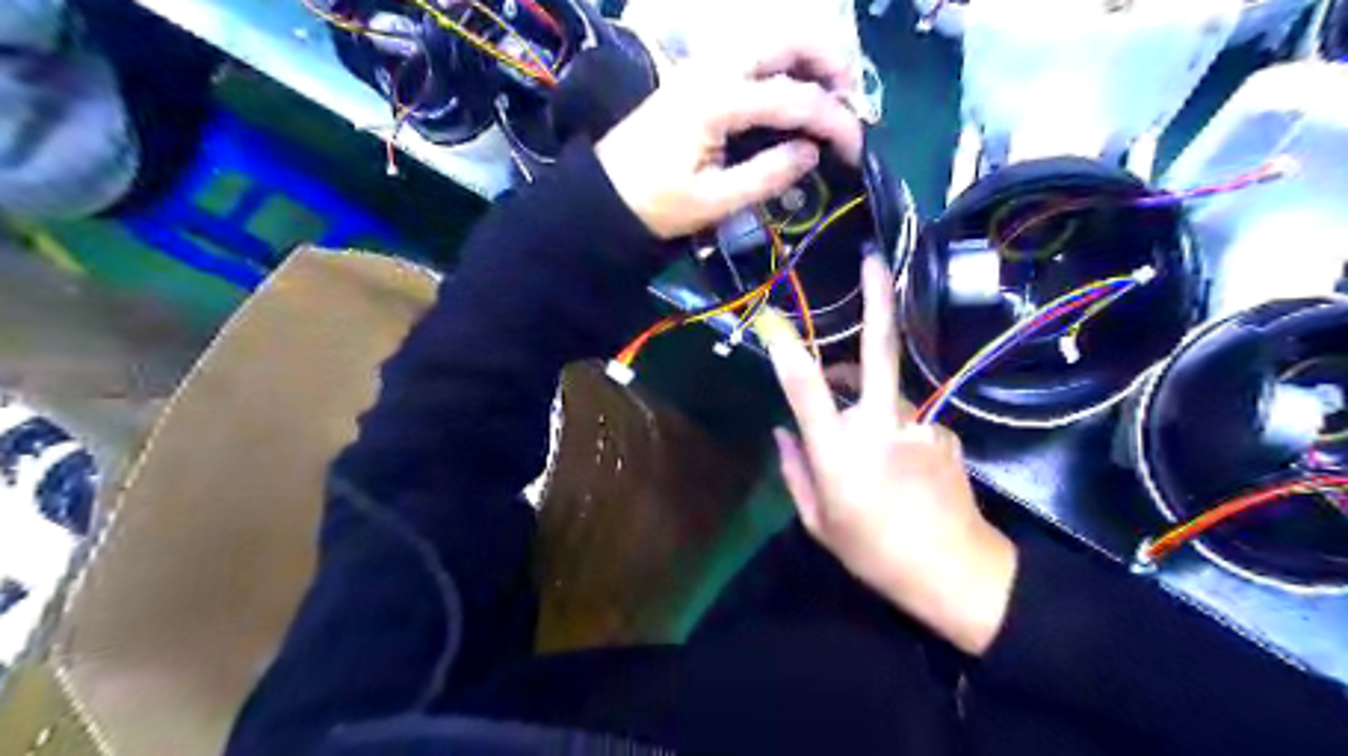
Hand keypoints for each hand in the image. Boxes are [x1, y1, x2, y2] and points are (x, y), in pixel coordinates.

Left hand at [597, 38, 863, 239]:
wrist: (604, 196)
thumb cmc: (656, 204)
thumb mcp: (713, 202)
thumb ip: (766, 176)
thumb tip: (811, 153)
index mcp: (718, 101)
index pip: (794, 98)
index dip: (834, 122)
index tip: (858, 149)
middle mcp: (713, 69)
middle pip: (786, 39)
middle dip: (830, 61)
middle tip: (853, 98)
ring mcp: (703, 68)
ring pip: (769, 40)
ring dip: (808, 55)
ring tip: (832, 91)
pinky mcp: (697, 77)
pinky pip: (751, 55)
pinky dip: (783, 64)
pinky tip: (794, 90)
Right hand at [754, 253, 1017, 654]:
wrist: (955, 571)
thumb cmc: (874, 552)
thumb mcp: (818, 522)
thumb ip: (795, 471)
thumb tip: (782, 431)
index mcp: (838, 451)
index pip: (806, 389)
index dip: (788, 349)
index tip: (773, 320)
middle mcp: (879, 425)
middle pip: (878, 351)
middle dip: (877, 299)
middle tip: (875, 259)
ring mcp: (918, 423)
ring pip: (887, 389)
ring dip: (866, 390)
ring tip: (854, 418)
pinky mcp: (943, 430)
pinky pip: (908, 416)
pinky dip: (894, 425)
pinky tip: (900, 462)